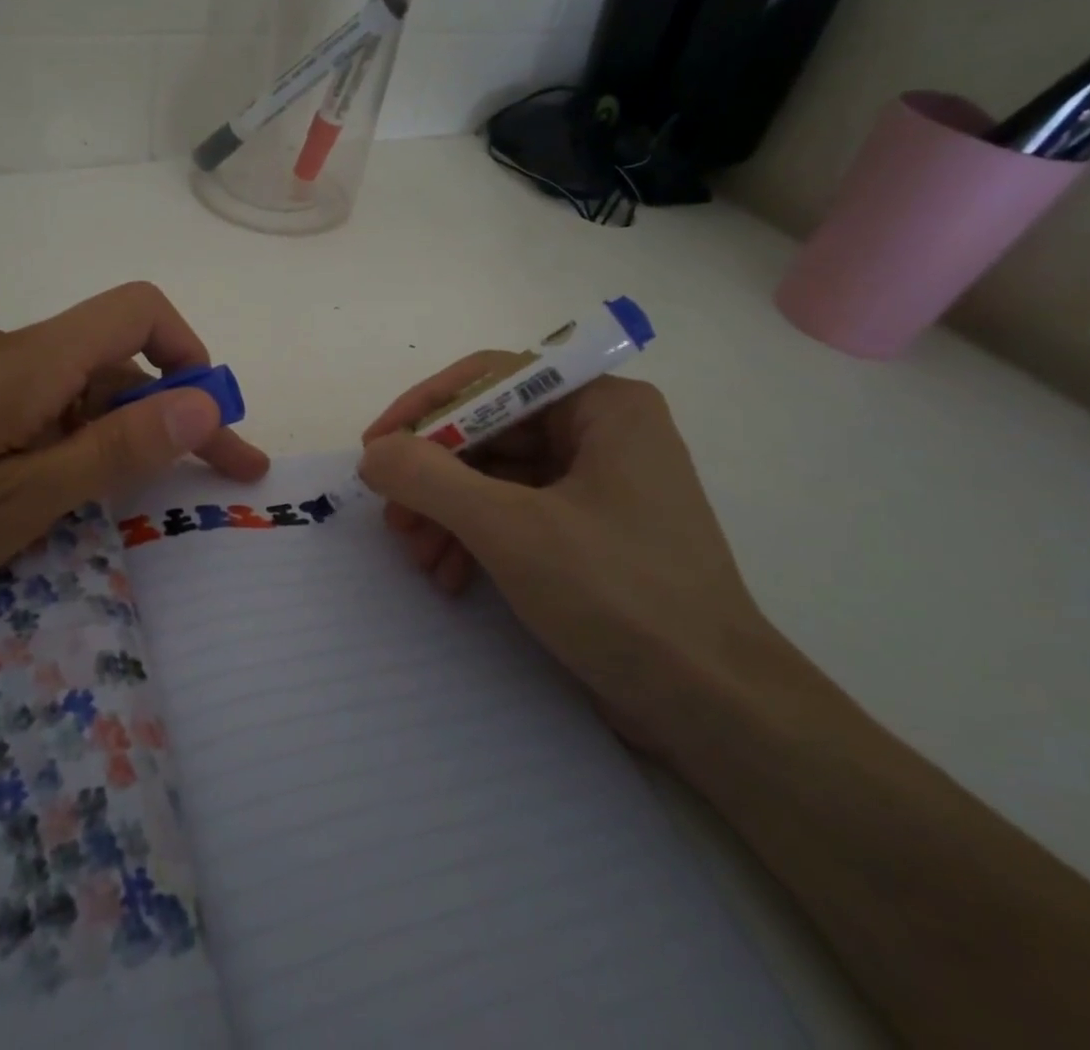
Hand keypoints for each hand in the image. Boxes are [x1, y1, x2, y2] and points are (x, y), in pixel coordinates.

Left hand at [0, 282, 268, 638]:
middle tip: (205, 480)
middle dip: (168, 412)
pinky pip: (23, 404)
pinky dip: (61, 438)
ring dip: (112, 431)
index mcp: (25, 362)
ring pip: (66, 386)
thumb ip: (113, 450)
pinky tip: (41, 492)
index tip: (212, 422)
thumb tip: (202, 399)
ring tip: (116, 502)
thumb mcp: (14, 506)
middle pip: (109, 356)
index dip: (191, 354)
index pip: (138, 311)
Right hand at [357, 363, 771, 751]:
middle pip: (490, 431)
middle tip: (392, 517)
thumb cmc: (619, 597)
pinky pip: (516, 514)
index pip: (492, 378)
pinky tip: (451, 576)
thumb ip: (429, 478)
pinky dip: (476, 539)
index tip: (375, 447)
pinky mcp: (590, 533)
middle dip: (434, 476)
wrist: (715, 711)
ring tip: (419, 557)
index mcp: (602, 406)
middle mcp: (602, 433)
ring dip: (448, 513)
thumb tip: (374, 454)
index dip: (425, 408)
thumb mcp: (510, 529)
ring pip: (496, 476)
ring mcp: (598, 485)